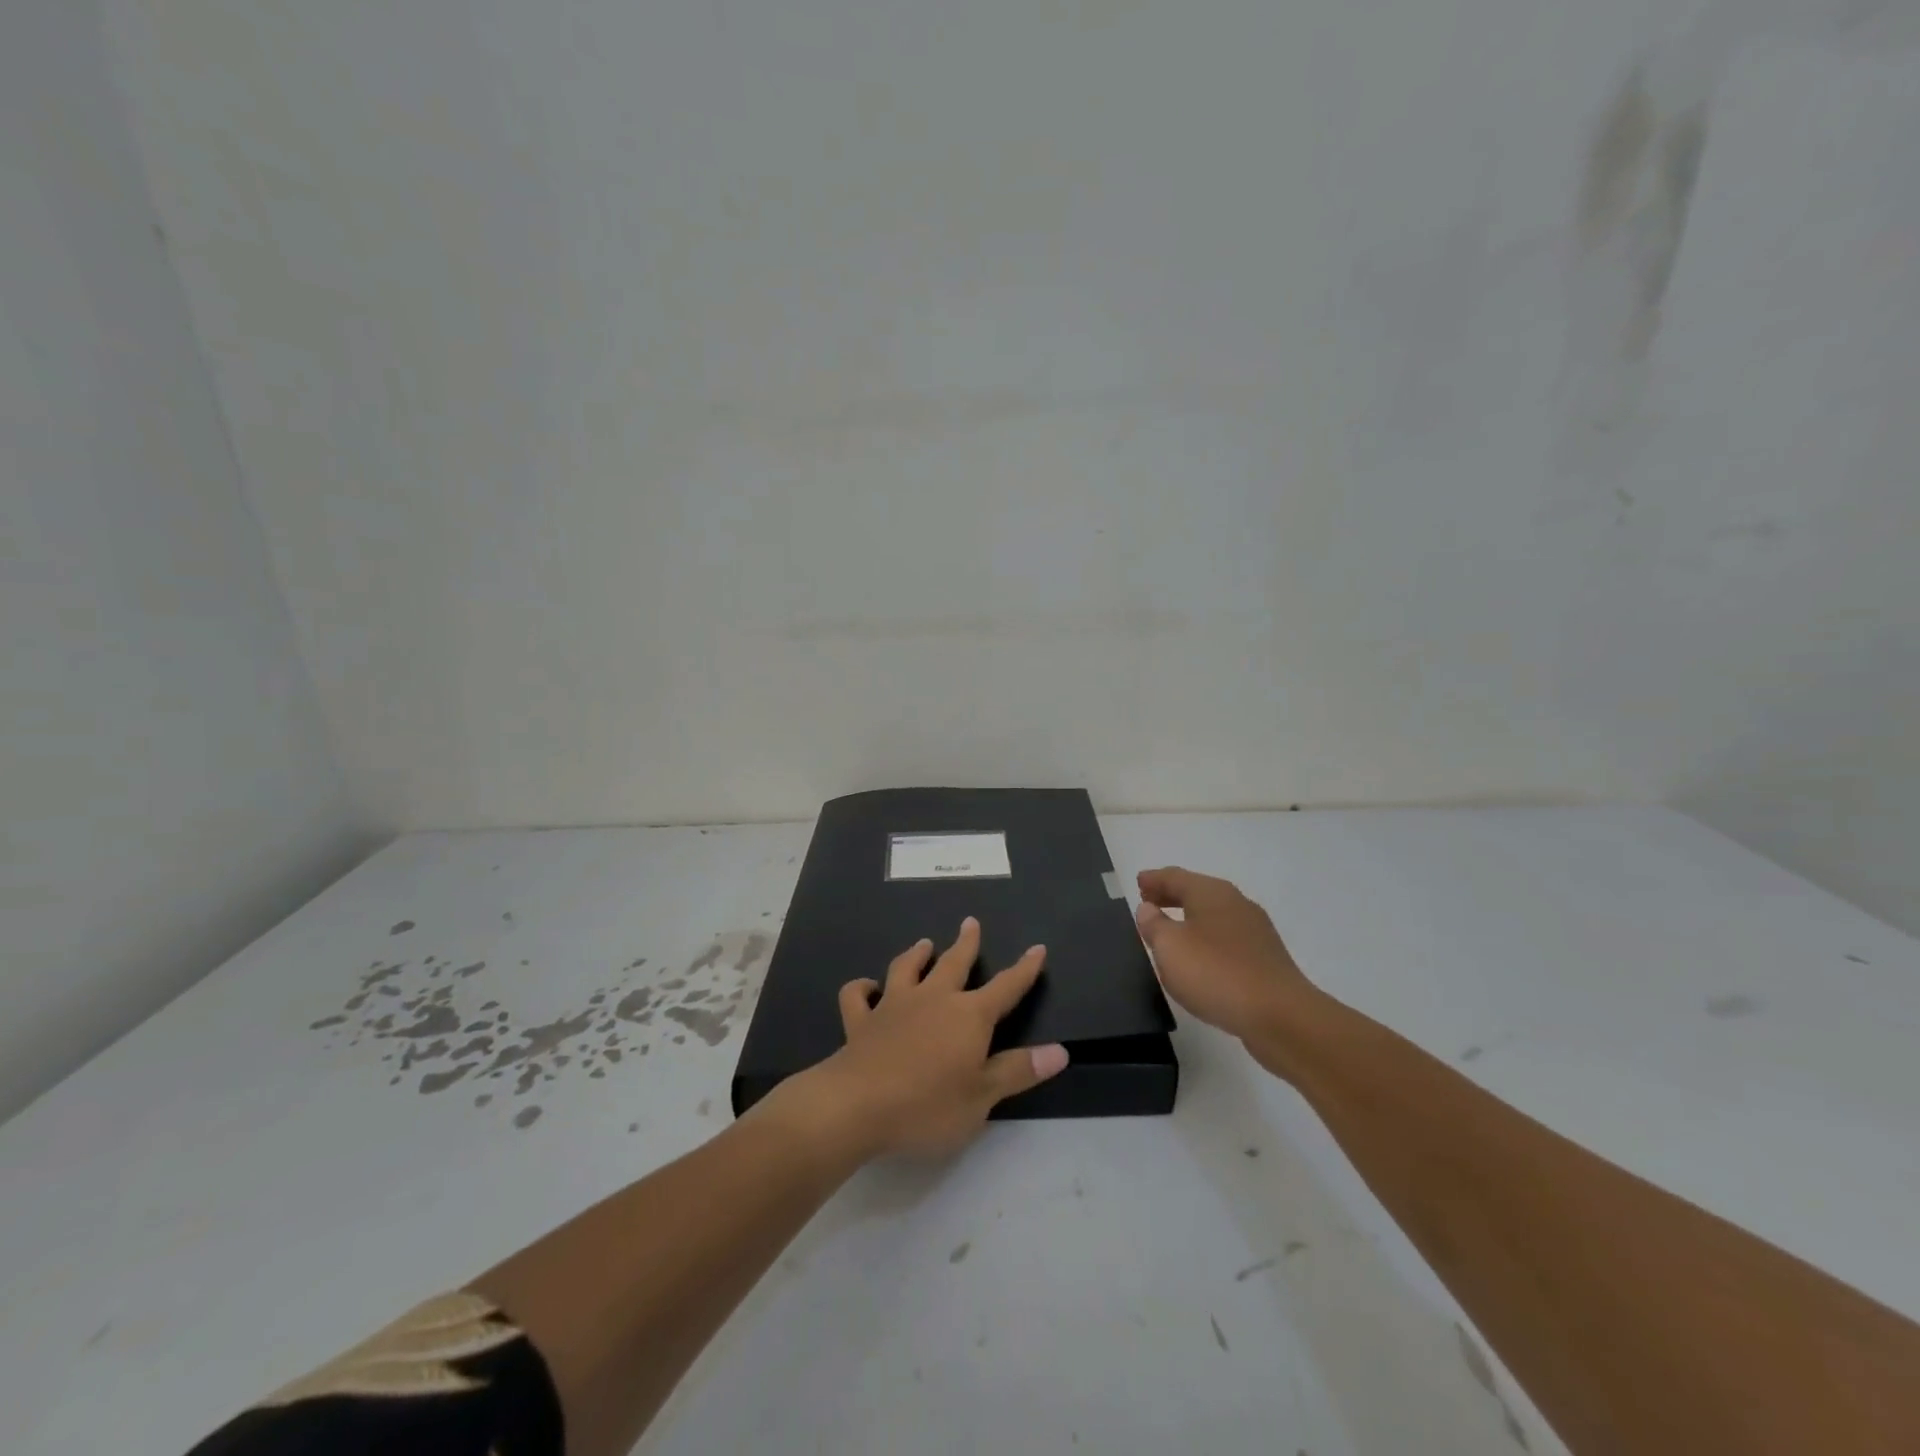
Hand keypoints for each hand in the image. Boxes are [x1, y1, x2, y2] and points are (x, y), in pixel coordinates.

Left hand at [798, 917, 1069, 1160]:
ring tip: (923, 943)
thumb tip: (1060, 1051)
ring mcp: (893, 1005)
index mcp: (968, 1016)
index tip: (1037, 948)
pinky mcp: (861, 1021)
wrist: (858, 1104)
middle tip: (971, 921)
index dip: (1024, 970)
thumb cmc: (929, 1105)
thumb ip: (1019, 1070)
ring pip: (906, 969)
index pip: (1005, 988)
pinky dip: (862, 987)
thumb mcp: (982, 1096)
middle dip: (966, 942)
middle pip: (953, 963)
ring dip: (916, 954)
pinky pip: (857, 996)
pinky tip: (866, 987)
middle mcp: (933, 999)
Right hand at [1135, 867, 1319, 1048]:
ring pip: (1213, 915)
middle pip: (1197, 892)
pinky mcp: (1264, 958)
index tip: (1138, 882)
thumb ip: (1154, 925)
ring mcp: (1255, 931)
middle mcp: (1236, 903)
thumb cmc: (1216, 973)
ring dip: (1189, 918)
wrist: (1280, 1017)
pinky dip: (1206, 938)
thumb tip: (1148, 908)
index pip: (1176, 877)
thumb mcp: (1170, 948)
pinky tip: (1199, 957)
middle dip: (1171, 895)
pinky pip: (1226, 938)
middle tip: (1148, 902)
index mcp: (1211, 893)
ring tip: (1169, 930)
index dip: (1154, 879)